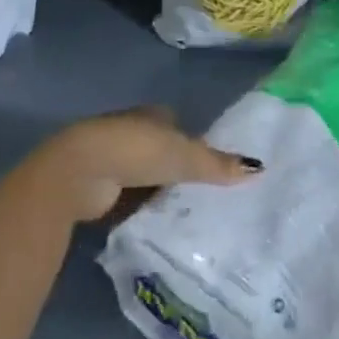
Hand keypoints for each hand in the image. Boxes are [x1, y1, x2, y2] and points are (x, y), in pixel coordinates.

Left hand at [28, 105, 260, 222]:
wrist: (78, 172)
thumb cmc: (135, 151)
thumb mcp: (184, 157)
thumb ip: (218, 165)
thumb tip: (259, 167)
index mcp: (151, 114)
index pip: (176, 123)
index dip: (191, 140)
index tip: (208, 162)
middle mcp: (131, 131)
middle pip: (160, 150)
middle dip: (174, 168)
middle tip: (200, 193)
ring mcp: (111, 159)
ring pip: (142, 175)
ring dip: (155, 190)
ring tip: (182, 213)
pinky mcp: (96, 187)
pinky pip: (126, 197)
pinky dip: (138, 208)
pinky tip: (154, 224)